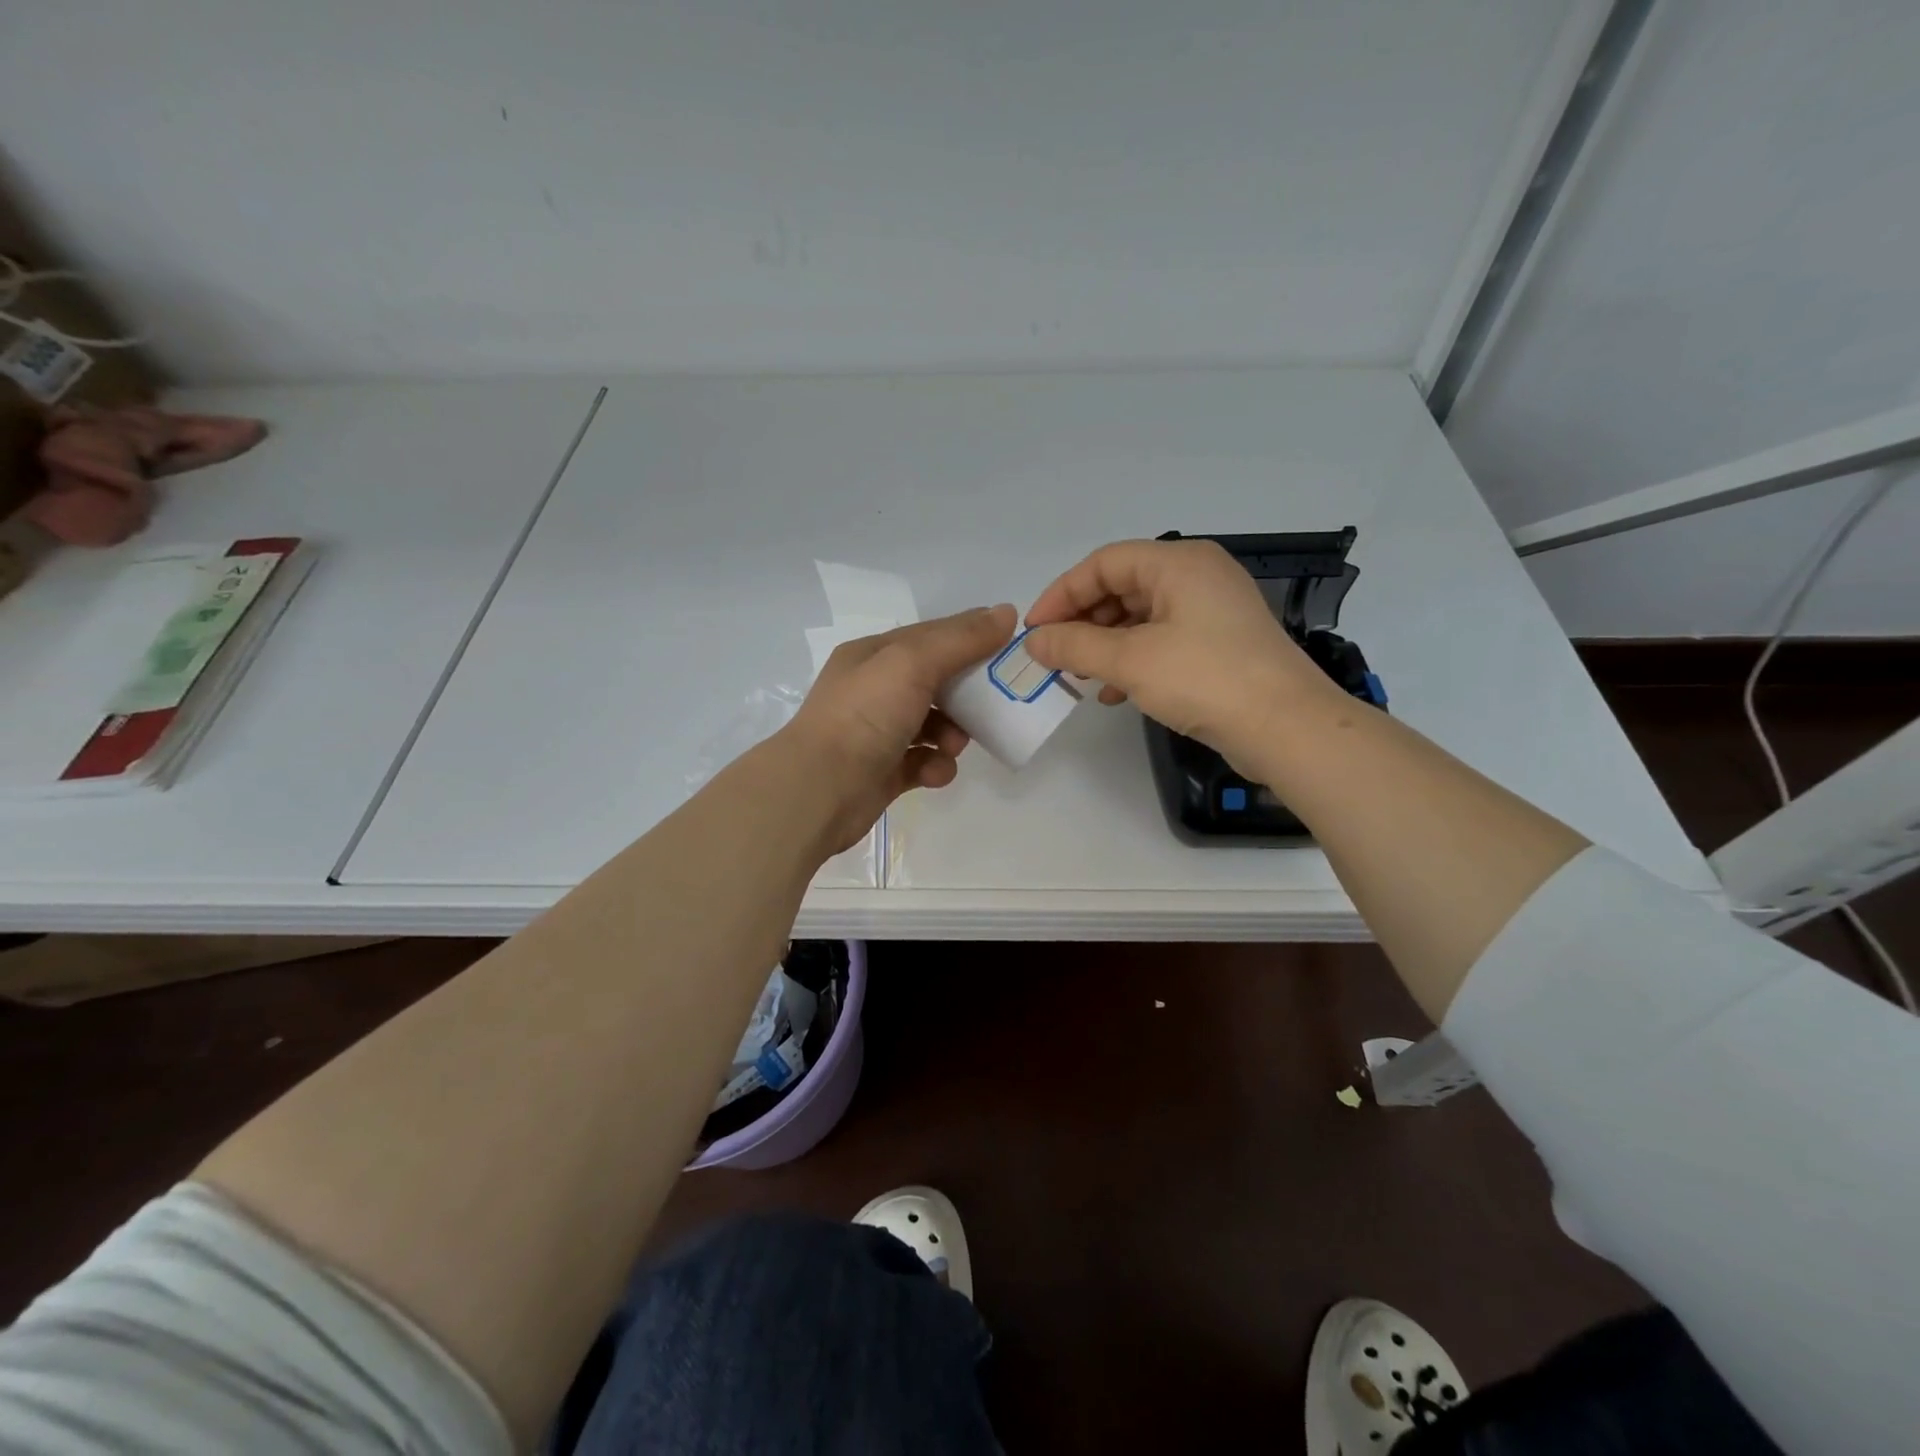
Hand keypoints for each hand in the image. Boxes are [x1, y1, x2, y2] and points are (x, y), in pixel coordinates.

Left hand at [780, 604, 1017, 853]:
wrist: (819, 789)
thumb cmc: (865, 716)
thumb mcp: (913, 663)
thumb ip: (961, 639)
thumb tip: (1007, 612)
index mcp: (874, 655)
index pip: (932, 636)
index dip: (971, 640)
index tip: (1008, 652)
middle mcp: (874, 690)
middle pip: (935, 682)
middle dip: (966, 695)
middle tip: (992, 706)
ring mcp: (877, 733)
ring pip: (932, 725)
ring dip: (952, 735)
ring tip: (953, 746)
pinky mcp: (883, 772)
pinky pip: (923, 763)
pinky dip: (935, 767)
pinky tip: (934, 773)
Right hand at [1023, 539, 1331, 772]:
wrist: (1286, 728)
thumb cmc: (1205, 679)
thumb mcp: (1131, 661)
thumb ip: (1076, 646)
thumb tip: (1034, 642)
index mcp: (1179, 563)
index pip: (1104, 563)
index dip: (1062, 594)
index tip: (1035, 631)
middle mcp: (1197, 576)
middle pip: (1122, 586)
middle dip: (1082, 621)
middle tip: (1054, 655)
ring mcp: (1211, 610)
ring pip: (1140, 616)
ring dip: (1103, 644)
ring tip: (1079, 676)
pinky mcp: (1219, 643)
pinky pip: (1161, 639)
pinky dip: (1131, 659)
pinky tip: (1112, 692)